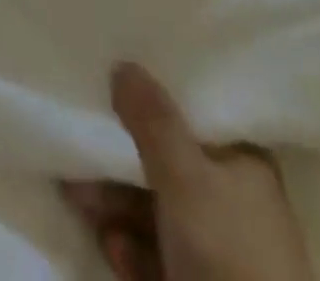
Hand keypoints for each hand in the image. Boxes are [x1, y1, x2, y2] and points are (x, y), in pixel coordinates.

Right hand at [61, 64, 313, 280]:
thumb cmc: (229, 256)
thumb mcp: (186, 179)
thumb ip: (152, 119)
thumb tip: (124, 64)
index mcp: (244, 163)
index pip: (190, 114)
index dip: (148, 100)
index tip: (107, 87)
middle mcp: (231, 199)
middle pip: (162, 162)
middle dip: (115, 161)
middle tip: (76, 156)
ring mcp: (215, 248)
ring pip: (151, 209)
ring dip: (111, 204)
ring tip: (78, 201)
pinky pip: (154, 252)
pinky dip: (129, 248)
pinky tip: (113, 252)